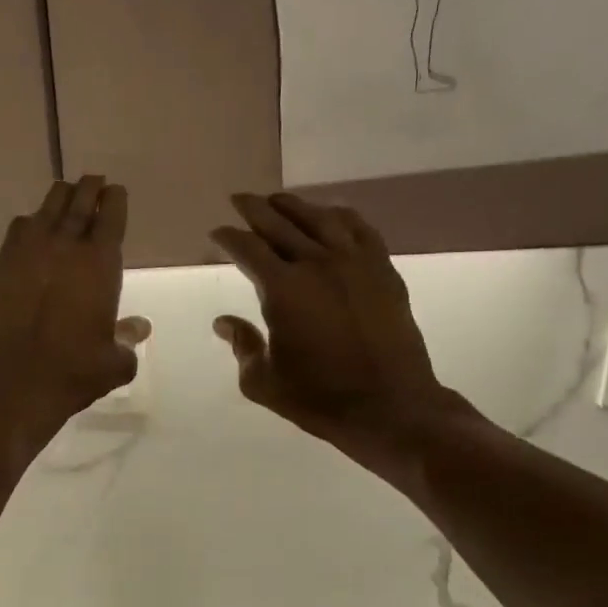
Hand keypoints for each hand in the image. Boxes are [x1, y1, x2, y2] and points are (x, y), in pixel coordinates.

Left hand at [0, 175, 149, 431]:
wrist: (13, 381)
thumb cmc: (73, 371)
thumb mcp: (114, 362)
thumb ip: (128, 340)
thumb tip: (139, 327)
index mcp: (99, 263)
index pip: (110, 217)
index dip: (115, 200)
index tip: (115, 191)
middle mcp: (63, 247)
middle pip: (78, 203)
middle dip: (88, 188)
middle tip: (93, 180)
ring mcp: (26, 253)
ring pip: (45, 209)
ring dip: (58, 199)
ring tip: (63, 195)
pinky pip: (16, 232)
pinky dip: (28, 225)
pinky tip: (29, 231)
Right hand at [209, 193, 466, 456]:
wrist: (390, 406)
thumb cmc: (320, 398)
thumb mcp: (264, 382)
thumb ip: (242, 346)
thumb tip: (223, 322)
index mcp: (283, 289)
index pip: (247, 249)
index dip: (228, 237)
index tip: (216, 232)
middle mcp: (317, 264)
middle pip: (280, 223)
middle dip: (255, 209)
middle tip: (239, 199)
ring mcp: (355, 263)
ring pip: (320, 218)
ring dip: (295, 206)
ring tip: (278, 200)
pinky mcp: (383, 271)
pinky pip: (360, 229)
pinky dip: (341, 216)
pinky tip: (331, 214)